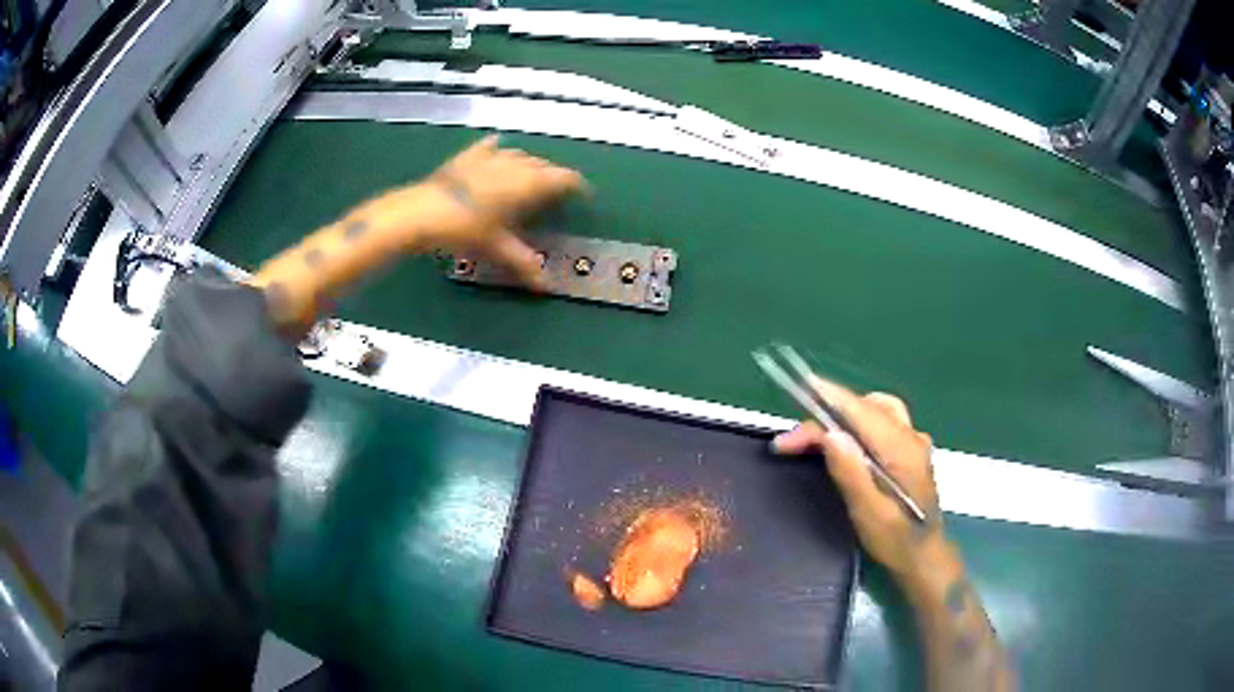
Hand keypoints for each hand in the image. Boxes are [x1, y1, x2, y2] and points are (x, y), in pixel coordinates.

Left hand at [399, 134, 586, 287]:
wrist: (421, 213)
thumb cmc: (464, 229)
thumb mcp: (496, 248)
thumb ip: (523, 263)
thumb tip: (545, 285)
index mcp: (528, 184)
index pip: (563, 178)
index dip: (577, 186)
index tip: (583, 194)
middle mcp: (514, 165)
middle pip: (543, 165)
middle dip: (554, 176)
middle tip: (557, 192)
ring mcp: (490, 158)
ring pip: (520, 156)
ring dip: (530, 165)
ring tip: (531, 177)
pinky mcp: (467, 158)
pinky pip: (489, 148)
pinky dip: (498, 150)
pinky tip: (497, 149)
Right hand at [773, 380, 954, 587]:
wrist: (925, 557)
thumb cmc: (895, 541)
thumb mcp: (869, 513)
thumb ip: (851, 473)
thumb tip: (830, 435)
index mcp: (901, 450)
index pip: (862, 412)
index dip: (831, 397)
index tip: (802, 386)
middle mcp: (910, 437)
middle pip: (866, 407)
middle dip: (827, 414)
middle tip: (793, 441)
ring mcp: (914, 441)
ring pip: (877, 409)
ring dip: (845, 413)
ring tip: (817, 434)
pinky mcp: (912, 450)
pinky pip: (884, 421)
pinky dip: (859, 421)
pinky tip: (847, 439)